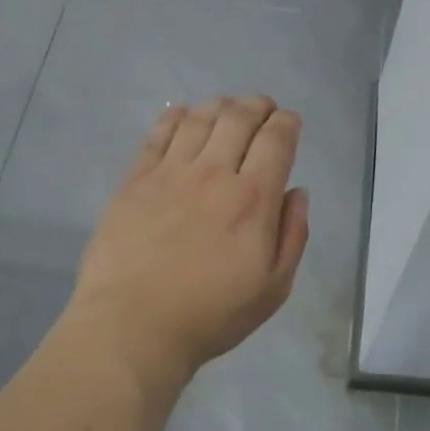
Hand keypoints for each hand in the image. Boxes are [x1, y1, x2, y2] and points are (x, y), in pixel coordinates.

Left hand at [69, 96, 309, 387]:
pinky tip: (181, 114)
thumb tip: (296, 193)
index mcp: (253, 198)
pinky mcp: (135, 180)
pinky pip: (158, 135)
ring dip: (219, 105)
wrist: (133, 325)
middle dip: (257, 105)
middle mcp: (213, 173)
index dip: (287, 123)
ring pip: (199, 119)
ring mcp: (169, 173)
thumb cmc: (211, 314)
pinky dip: (175, 117)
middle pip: (238, 118)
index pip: (276, 140)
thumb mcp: (273, 288)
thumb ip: (292, 236)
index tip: (290, 122)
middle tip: (262, 107)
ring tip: (227, 107)